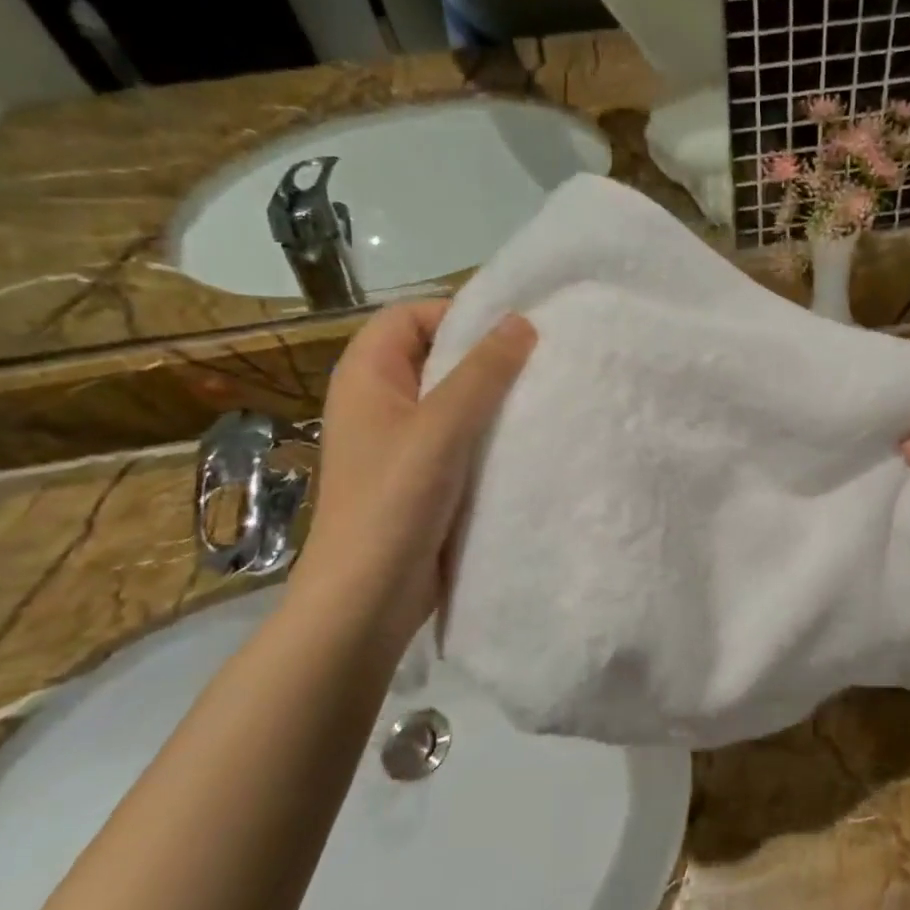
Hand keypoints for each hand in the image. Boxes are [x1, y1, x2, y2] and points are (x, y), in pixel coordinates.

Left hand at [289, 301, 534, 648]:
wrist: (368, 596)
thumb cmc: (394, 501)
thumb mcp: (441, 426)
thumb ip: (482, 372)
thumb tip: (521, 321)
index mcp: (367, 376)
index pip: (410, 316)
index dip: (457, 313)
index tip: (514, 330)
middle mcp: (379, 402)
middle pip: (434, 356)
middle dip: (484, 356)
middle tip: (541, 362)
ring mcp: (400, 442)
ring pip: (451, 400)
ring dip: (491, 398)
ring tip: (542, 398)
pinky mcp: (421, 477)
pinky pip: (458, 438)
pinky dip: (488, 434)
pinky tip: (526, 441)